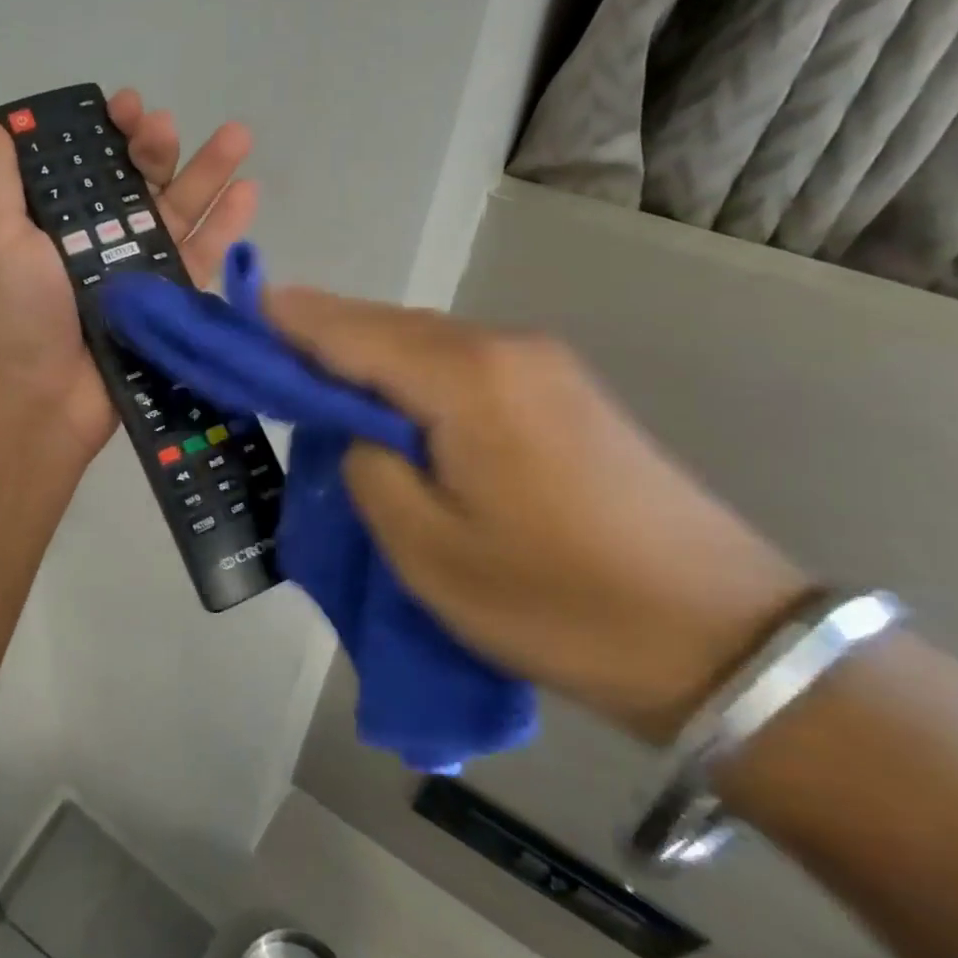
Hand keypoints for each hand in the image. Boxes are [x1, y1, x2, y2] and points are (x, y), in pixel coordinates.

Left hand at [0, 89, 257, 463]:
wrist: (40, 399)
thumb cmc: (14, 314)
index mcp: (59, 219)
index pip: (90, 161)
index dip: (108, 129)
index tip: (124, 106)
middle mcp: (101, 238)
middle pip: (140, 180)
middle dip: (157, 146)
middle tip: (164, 128)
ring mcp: (139, 269)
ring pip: (180, 210)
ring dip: (209, 172)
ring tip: (239, 136)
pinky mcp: (169, 300)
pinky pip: (202, 256)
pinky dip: (226, 225)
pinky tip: (249, 191)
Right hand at [264, 288, 815, 742]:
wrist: (724, 642)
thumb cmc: (558, 603)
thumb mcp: (428, 551)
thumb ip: (367, 470)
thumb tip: (358, 432)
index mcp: (465, 378)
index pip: (349, 331)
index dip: (286, 322)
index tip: (233, 315)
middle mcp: (504, 347)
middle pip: (386, 326)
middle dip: (320, 336)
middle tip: (261, 355)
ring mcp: (543, 365)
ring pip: (425, 344)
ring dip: (366, 358)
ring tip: (313, 381)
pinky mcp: (563, 392)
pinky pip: (462, 366)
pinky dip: (410, 375)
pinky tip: (390, 405)